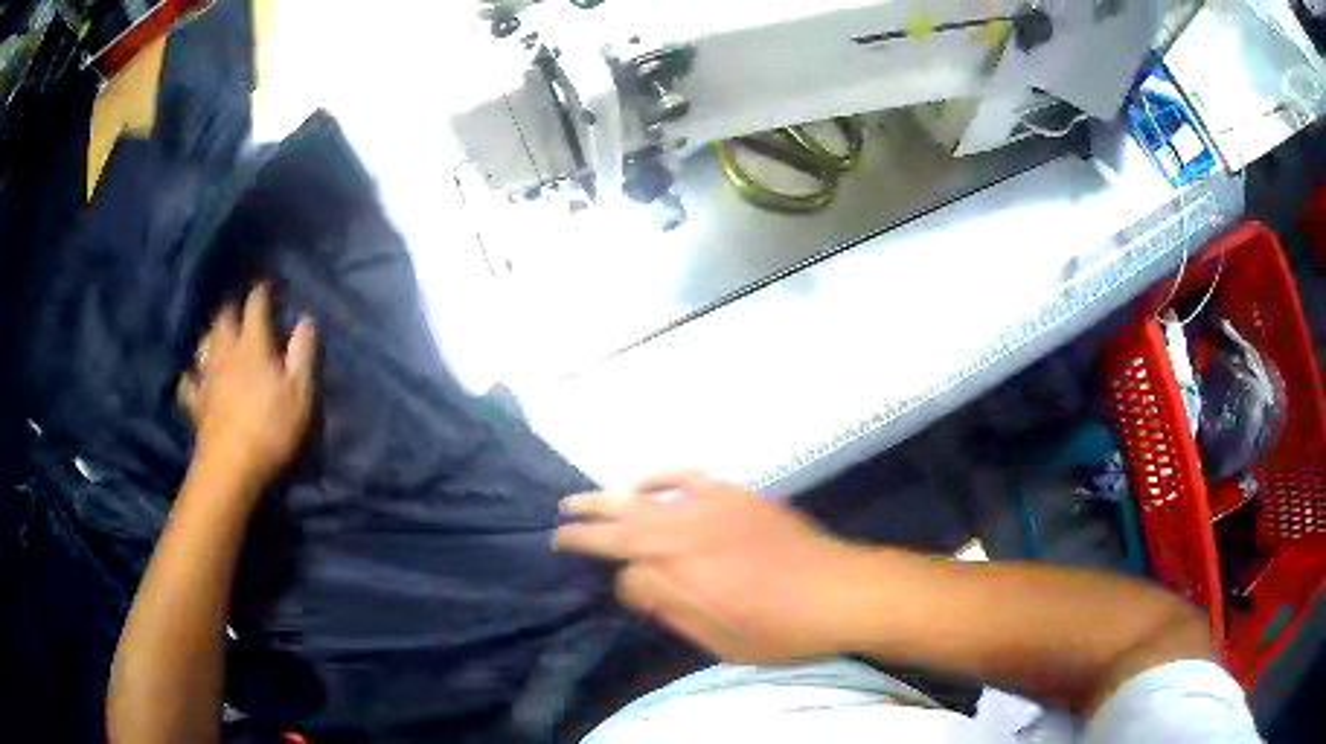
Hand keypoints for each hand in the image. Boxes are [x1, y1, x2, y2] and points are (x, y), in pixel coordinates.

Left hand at [178, 284, 316, 491]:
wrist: (232, 467)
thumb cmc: (271, 428)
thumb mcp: (300, 393)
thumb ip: (303, 354)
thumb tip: (306, 320)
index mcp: (253, 345)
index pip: (255, 306)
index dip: (262, 292)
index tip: (267, 284)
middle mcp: (226, 352)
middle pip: (224, 319)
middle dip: (232, 308)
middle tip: (240, 307)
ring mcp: (207, 377)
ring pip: (204, 343)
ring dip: (211, 334)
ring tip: (217, 334)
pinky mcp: (196, 403)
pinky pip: (188, 382)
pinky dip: (191, 375)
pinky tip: (193, 377)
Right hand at [553, 471, 863, 663]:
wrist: (841, 591)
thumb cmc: (779, 628)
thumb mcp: (717, 638)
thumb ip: (668, 605)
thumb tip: (630, 581)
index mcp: (680, 567)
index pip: (617, 554)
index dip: (586, 549)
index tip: (561, 545)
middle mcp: (689, 527)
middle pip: (624, 514)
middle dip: (587, 515)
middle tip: (560, 516)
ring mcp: (714, 505)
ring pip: (650, 492)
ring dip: (615, 493)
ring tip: (589, 497)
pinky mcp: (738, 495)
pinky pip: (689, 476)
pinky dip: (662, 476)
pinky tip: (650, 482)